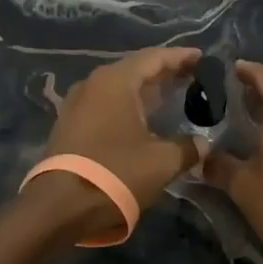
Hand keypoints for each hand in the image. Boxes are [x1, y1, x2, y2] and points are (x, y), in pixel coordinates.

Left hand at [34, 47, 205, 237]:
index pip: (154, 58)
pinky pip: (105, 105)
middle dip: (164, 73)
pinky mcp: (69, 125)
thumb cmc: (116, 173)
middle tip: (191, 77)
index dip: (180, 57)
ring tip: (170, 96)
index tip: (201, 58)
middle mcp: (93, 84)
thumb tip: (202, 144)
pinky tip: (142, 119)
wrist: (60, 206)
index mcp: (115, 81)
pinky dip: (128, 106)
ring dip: (145, 91)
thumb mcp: (162, 161)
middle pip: (135, 70)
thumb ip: (187, 147)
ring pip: (118, 88)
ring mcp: (77, 104)